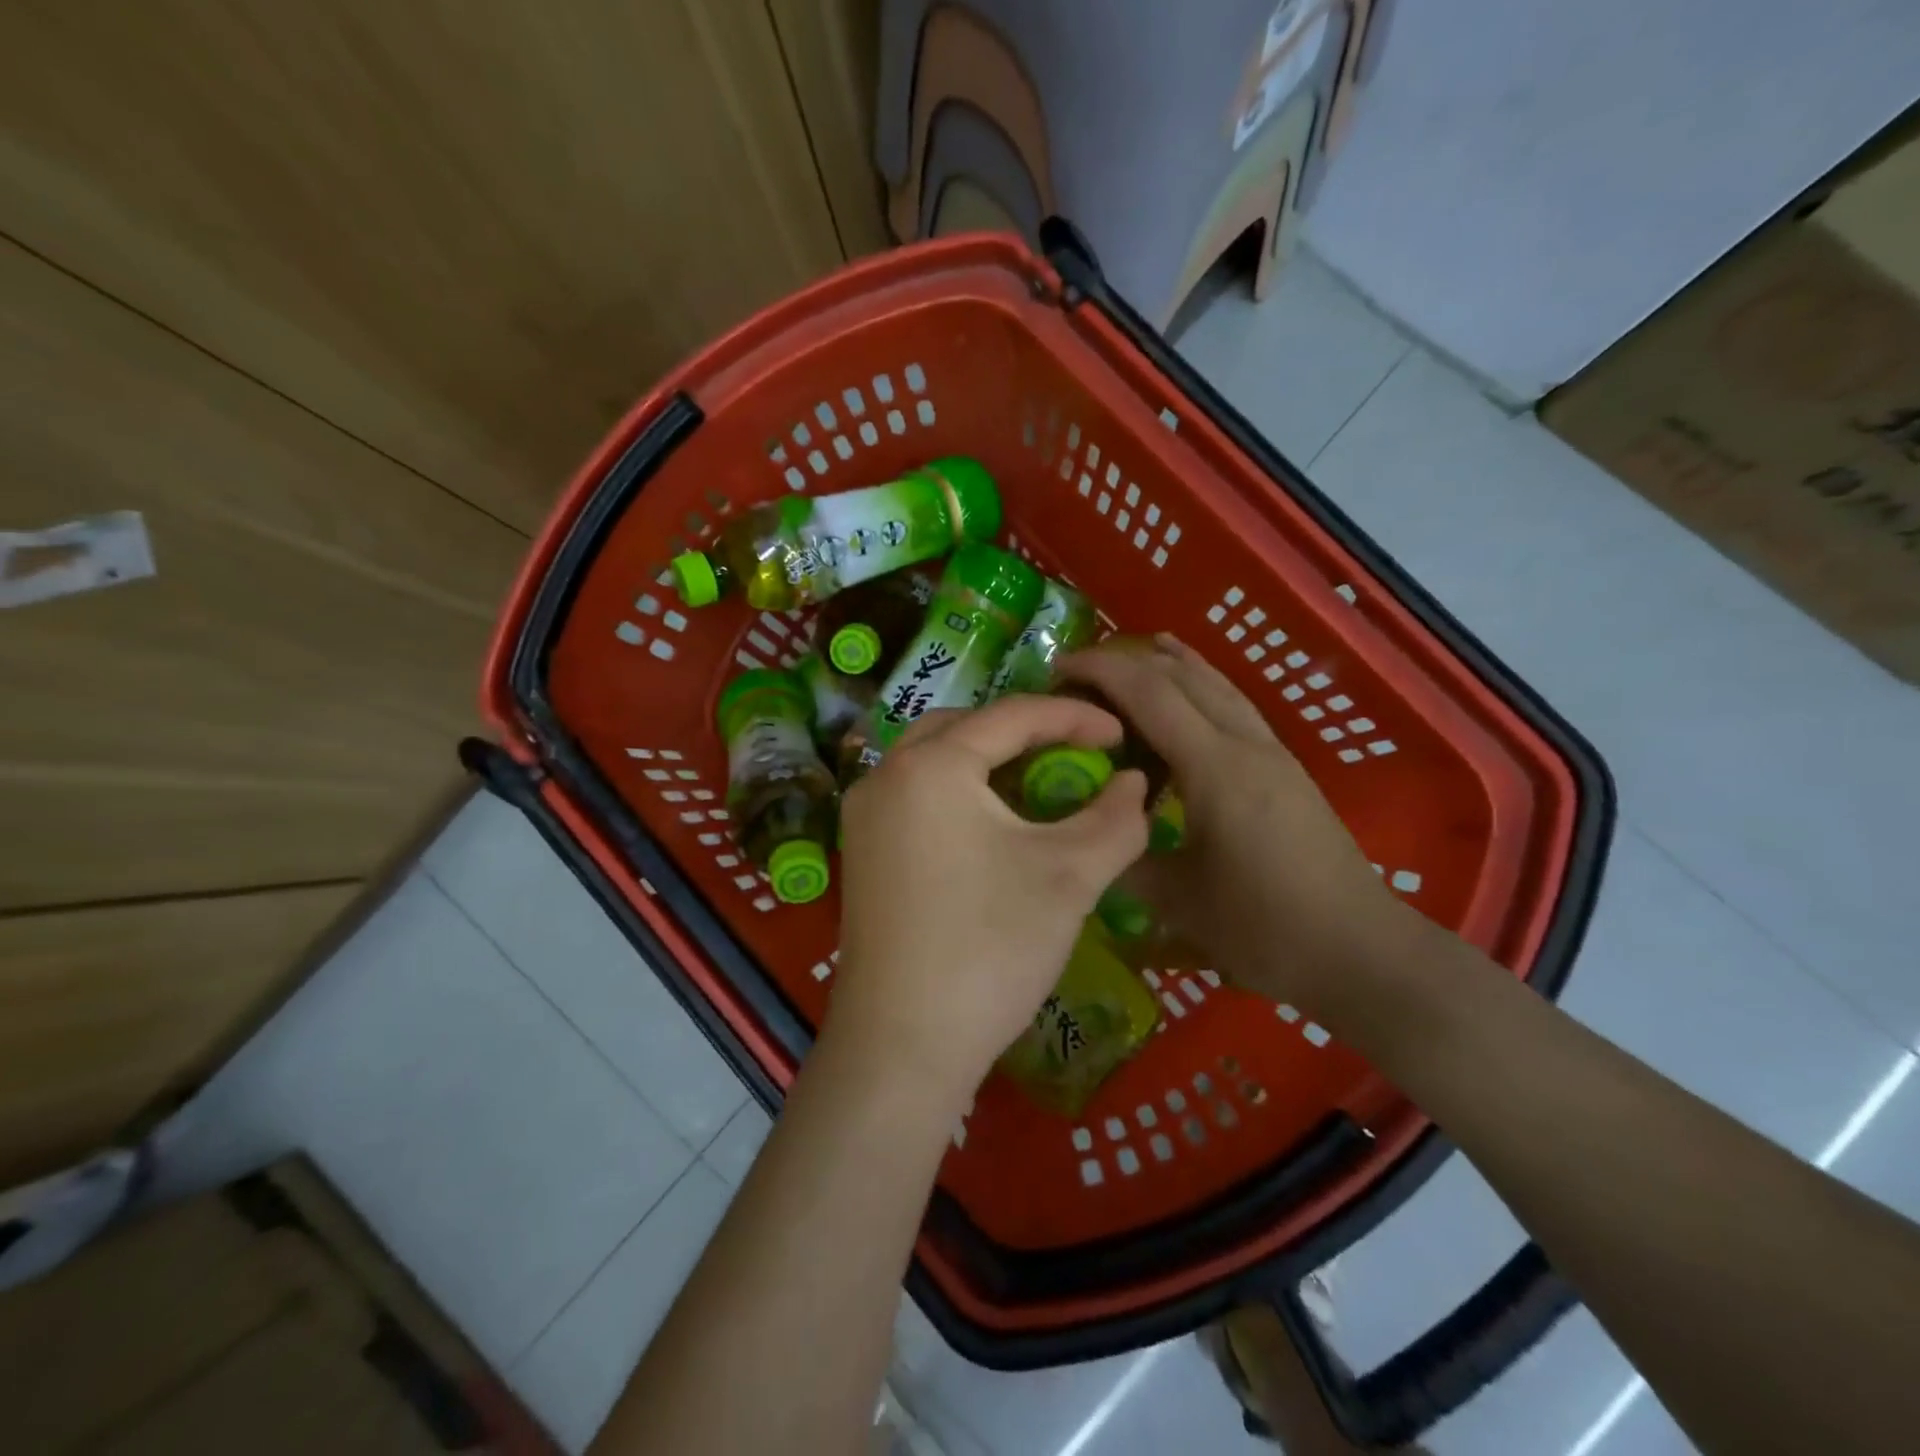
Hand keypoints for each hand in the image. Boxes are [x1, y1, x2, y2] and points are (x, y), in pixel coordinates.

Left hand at [830, 696, 1150, 1102]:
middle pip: (963, 727)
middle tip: (1073, 751)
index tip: (1121, 735)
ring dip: (986, 760)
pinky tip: (990, 825)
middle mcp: (884, 776)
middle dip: (1022, 731)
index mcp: (931, 765)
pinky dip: (957, 791)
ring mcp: (863, 817)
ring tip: (1037, 782)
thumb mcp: (1069, 877)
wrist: (902, 1046)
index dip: (1074, 718)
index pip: (1012, 715)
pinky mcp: (861, 853)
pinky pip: (914, 796)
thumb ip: (1115, 818)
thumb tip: (1135, 782)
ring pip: (933, 761)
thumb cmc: (990, 949)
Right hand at [1057, 635, 1413, 1021]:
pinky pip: (1232, 705)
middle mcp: (1246, 745)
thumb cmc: (1265, 928)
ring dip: (1166, 665)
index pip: (1149, 694)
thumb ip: (1124, 855)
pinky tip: (1187, 692)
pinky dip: (1198, 685)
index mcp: (1215, 768)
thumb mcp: (1178, 900)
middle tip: (1078, 676)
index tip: (1056, 670)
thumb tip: (1086, 830)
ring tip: (1125, 662)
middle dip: (1126, 662)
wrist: (1360, 951)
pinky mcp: (1284, 768)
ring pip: (1215, 683)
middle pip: (1182, 676)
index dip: (1100, 671)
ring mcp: (1271, 752)